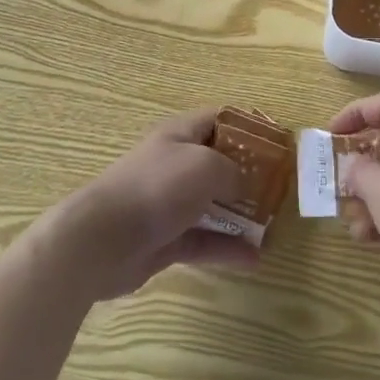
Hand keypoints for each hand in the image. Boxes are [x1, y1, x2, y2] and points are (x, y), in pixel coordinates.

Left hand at [42, 109, 260, 299]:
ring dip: (240, 215)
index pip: (217, 120)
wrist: (102, 240)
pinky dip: (226, 248)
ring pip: (212, 205)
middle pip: (217, 163)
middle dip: (247, 174)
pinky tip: (254, 259)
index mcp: (179, 135)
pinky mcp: (165, 240)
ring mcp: (168, 204)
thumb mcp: (205, 166)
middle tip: (278, 188)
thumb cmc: (157, 188)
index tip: (275, 143)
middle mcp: (174, 165)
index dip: (246, 127)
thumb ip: (232, 170)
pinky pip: (203, 240)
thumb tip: (242, 182)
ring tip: (271, 227)